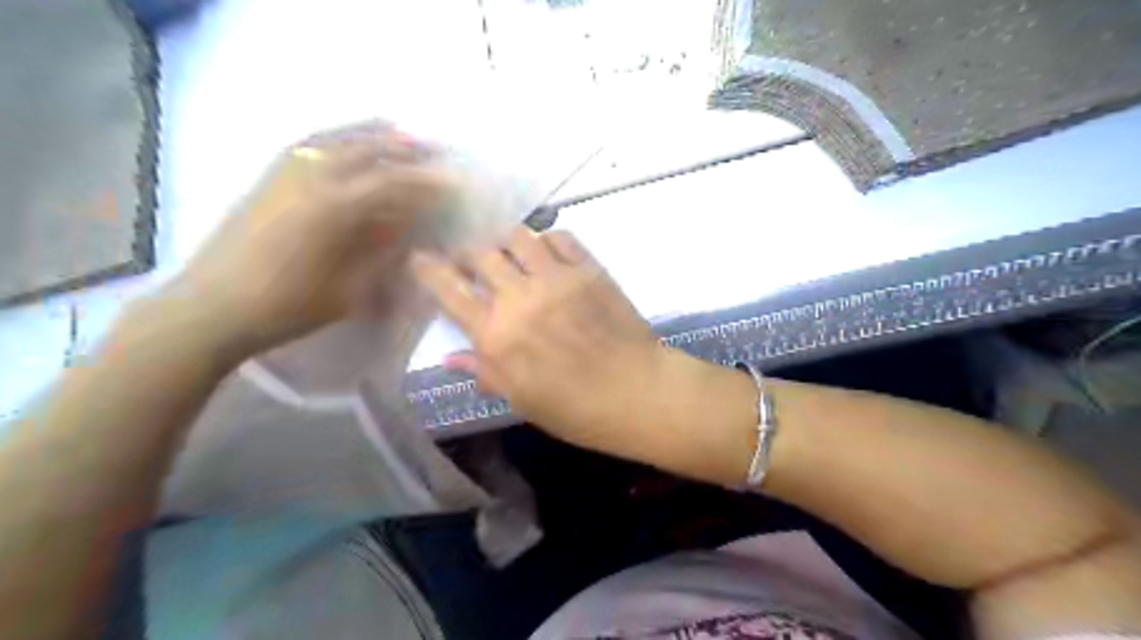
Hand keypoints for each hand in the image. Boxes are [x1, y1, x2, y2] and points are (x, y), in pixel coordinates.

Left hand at [172, 123, 449, 356]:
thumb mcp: (350, 289)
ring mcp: (286, 171)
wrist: (212, 307)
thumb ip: (382, 252)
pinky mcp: (268, 176)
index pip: (393, 182)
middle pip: (369, 149)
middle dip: (408, 148)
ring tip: (402, 133)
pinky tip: (351, 141)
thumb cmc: (288, 307)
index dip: (428, 181)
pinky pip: (311, 144)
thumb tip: (410, 228)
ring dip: (374, 134)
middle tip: (438, 150)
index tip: (455, 181)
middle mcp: (312, 177)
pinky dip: (339, 136)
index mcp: (335, 206)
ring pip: (338, 139)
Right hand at [412, 227, 658, 451]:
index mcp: (496, 334)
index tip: (420, 258)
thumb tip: (450, 357)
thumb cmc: (577, 409)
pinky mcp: (589, 268)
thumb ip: (485, 372)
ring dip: (504, 240)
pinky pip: (559, 237)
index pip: (449, 289)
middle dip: (465, 251)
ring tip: (505, 252)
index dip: (429, 269)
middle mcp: (520, 296)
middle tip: (466, 258)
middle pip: (479, 253)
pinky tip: (544, 252)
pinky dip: (545, 239)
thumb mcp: (523, 400)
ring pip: (517, 236)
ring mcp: (556, 277)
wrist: (638, 392)